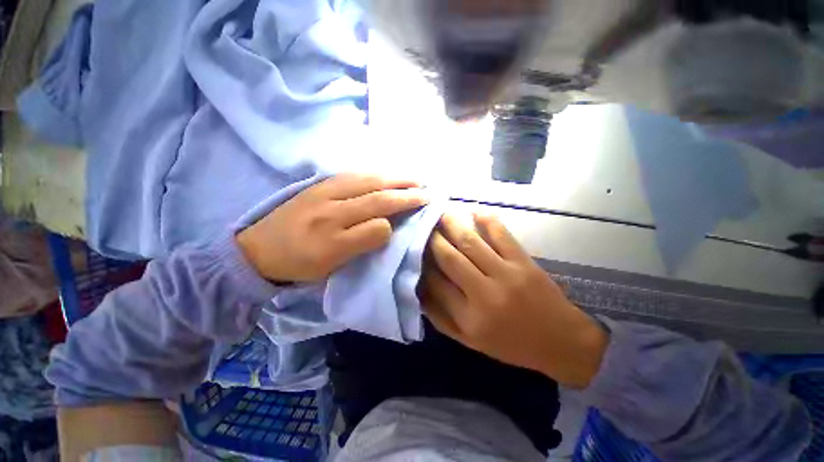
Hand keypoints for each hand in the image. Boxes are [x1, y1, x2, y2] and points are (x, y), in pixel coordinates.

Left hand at [237, 174, 428, 282]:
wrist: (257, 250)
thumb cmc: (299, 263)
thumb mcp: (331, 265)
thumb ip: (361, 243)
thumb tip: (386, 225)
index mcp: (333, 234)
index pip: (377, 220)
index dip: (401, 211)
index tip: (422, 206)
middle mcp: (330, 207)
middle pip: (374, 194)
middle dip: (404, 190)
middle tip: (425, 187)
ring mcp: (323, 191)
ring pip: (365, 179)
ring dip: (392, 177)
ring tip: (412, 177)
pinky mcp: (318, 184)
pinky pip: (351, 175)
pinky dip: (372, 172)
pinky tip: (383, 173)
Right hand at [419, 213, 607, 388]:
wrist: (561, 342)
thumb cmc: (512, 345)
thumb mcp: (470, 342)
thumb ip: (441, 318)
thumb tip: (420, 292)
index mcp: (469, 318)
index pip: (435, 283)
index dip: (422, 265)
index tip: (416, 251)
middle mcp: (484, 294)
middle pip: (449, 258)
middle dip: (432, 239)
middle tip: (423, 226)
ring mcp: (505, 274)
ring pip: (470, 242)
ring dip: (452, 224)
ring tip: (440, 214)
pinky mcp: (523, 262)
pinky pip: (501, 235)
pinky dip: (487, 220)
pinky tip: (475, 212)